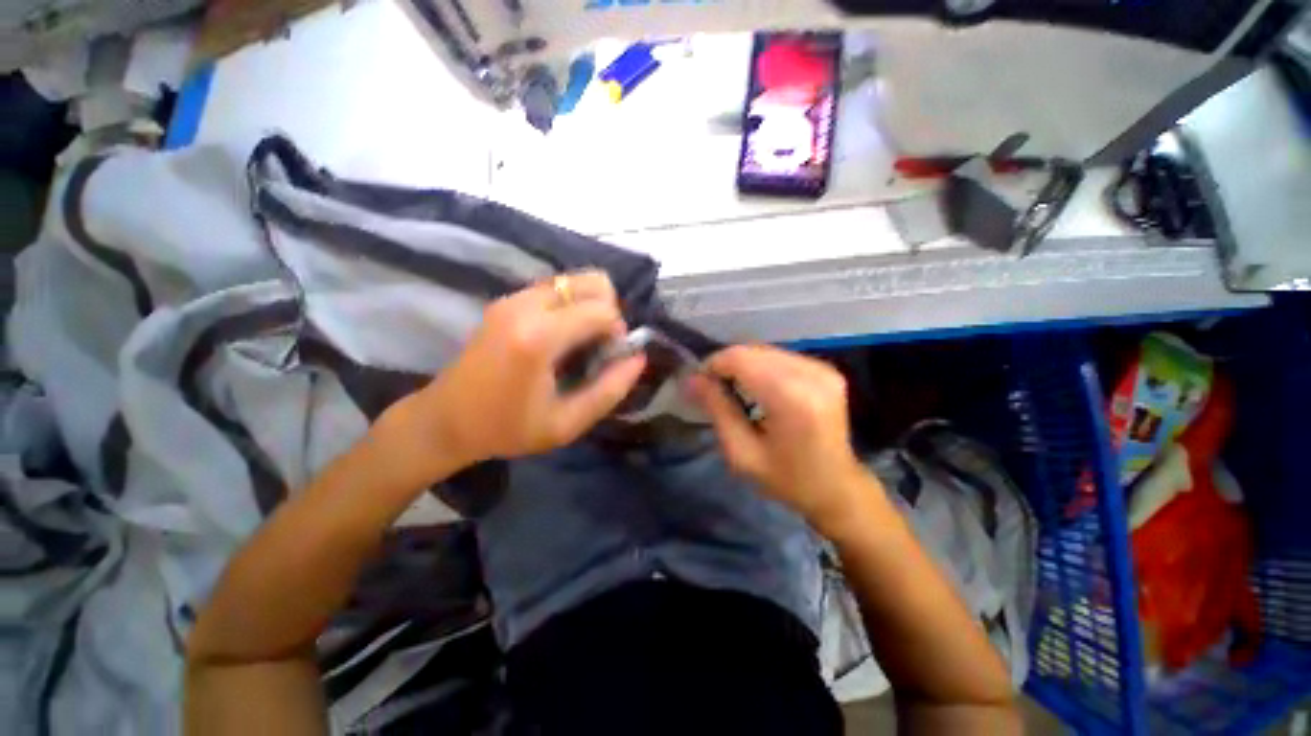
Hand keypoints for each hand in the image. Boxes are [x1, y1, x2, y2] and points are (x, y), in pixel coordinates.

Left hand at [390, 271, 645, 475]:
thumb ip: (610, 390)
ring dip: (590, 306)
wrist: (443, 421)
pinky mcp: (506, 300)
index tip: (608, 359)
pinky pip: (556, 288)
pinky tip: (562, 336)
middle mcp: (526, 306)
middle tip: (598, 344)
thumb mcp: (567, 424)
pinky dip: (572, 305)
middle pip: (593, 281)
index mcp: (539, 337)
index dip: (618, 332)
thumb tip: (638, 358)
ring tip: (581, 341)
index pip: (603, 310)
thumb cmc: (506, 429)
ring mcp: (513, 298)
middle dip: (608, 310)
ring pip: (575, 280)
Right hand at [688, 345, 873, 536]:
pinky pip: (780, 356)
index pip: (740, 359)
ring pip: (765, 350)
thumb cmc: (786, 480)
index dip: (713, 365)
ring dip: (743, 365)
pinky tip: (756, 388)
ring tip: (733, 390)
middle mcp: (811, 375)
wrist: (836, 489)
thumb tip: (692, 378)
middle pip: (752, 350)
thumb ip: (717, 409)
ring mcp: (823, 370)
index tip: (700, 385)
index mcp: (792, 398)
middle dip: (726, 365)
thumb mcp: (742, 453)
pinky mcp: (826, 370)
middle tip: (713, 389)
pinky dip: (761, 367)